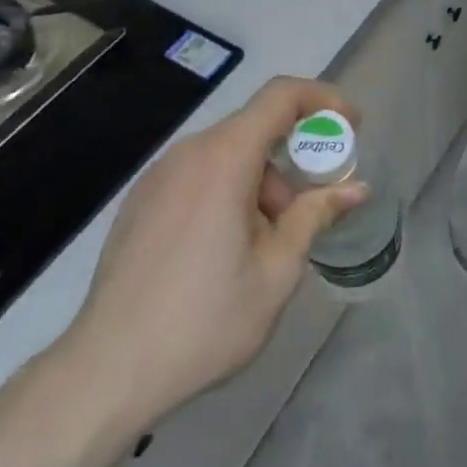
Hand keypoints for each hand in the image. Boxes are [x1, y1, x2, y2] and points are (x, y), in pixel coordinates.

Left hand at [53, 77, 364, 426]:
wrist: (109, 369)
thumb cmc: (205, 320)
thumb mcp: (276, 271)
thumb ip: (315, 216)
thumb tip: (357, 188)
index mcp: (224, 158)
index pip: (280, 96)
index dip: (322, 99)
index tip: (352, 123)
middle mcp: (188, 153)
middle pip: (254, 131)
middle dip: (292, 162)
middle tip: (310, 211)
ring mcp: (158, 175)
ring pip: (226, 157)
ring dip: (260, 184)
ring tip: (265, 247)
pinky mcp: (141, 200)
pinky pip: (198, 176)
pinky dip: (227, 193)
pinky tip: (224, 252)